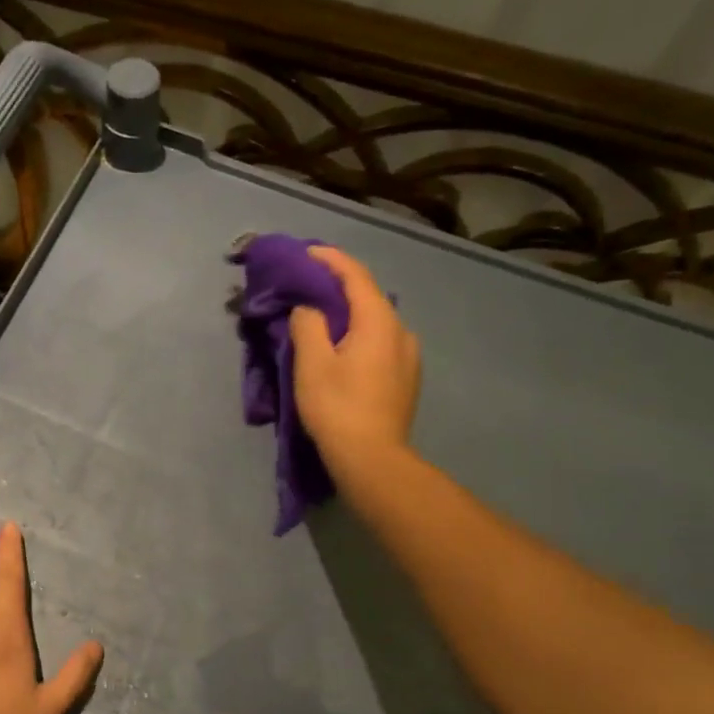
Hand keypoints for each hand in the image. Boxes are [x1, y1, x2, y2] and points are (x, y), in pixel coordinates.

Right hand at [290, 245, 420, 468]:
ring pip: (374, 322)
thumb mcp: (311, 363)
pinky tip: (341, 350)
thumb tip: (310, 308)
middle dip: (337, 287)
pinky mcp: (406, 378)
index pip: (355, 275)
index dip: (329, 259)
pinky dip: (358, 336)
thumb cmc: (338, 408)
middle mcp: (401, 330)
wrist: (373, 459)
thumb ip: (308, 324)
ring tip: (321, 320)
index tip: (305, 253)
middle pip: (367, 297)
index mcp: (379, 321)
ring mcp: (409, 356)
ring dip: (348, 315)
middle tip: (306, 287)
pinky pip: (380, 343)